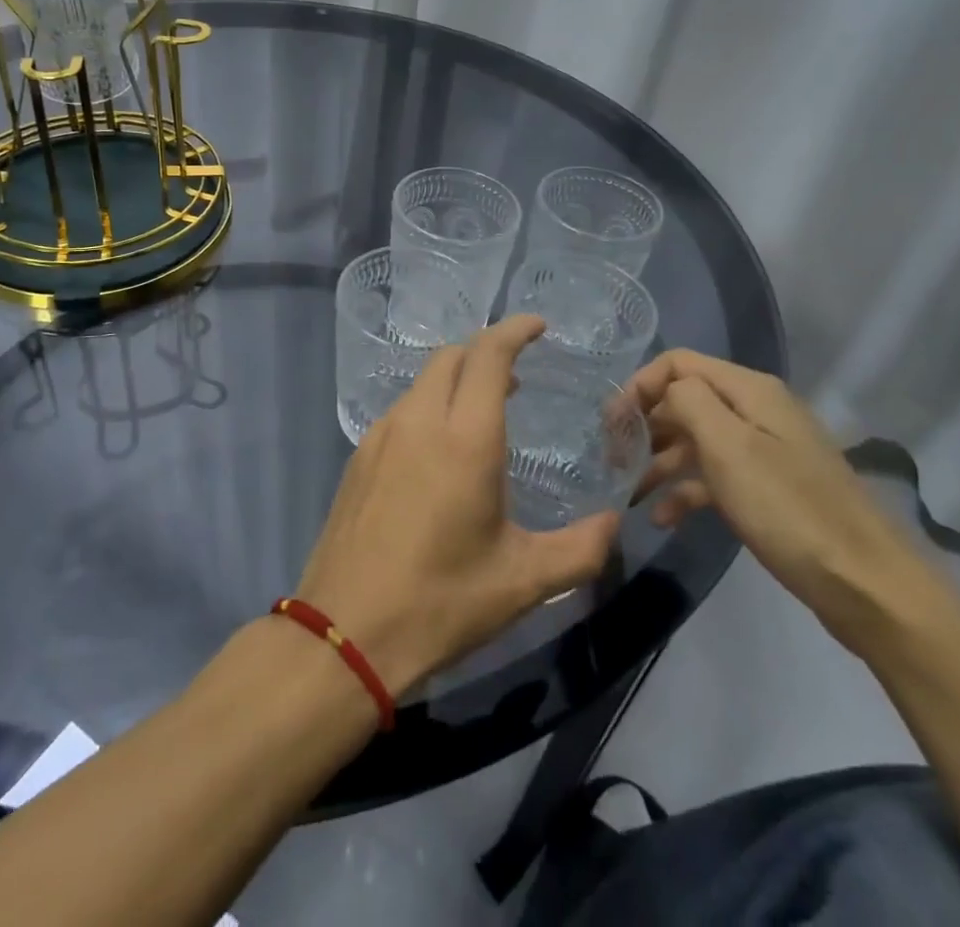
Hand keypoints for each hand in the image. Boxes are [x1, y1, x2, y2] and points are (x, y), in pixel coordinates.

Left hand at [296, 315, 621, 695]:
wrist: (344, 632)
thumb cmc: (441, 602)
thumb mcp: (523, 581)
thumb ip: (581, 549)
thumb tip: (614, 523)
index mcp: (464, 438)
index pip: (488, 355)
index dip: (514, 330)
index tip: (538, 327)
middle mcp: (419, 421)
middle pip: (451, 357)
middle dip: (485, 353)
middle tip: (516, 381)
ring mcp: (381, 435)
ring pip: (423, 382)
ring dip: (455, 382)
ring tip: (482, 417)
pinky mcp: (358, 457)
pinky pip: (401, 411)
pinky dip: (429, 408)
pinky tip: (438, 452)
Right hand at [626, 350, 946, 653]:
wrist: (867, 586)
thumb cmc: (788, 509)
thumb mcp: (729, 447)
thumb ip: (689, 402)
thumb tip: (665, 391)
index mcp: (750, 390)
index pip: (679, 363)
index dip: (640, 385)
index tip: (612, 424)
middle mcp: (757, 410)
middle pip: (686, 399)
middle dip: (645, 424)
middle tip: (611, 458)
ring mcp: (765, 451)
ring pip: (697, 440)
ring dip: (659, 461)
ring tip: (628, 491)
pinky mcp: (770, 489)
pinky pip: (716, 476)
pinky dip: (686, 490)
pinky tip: (662, 517)